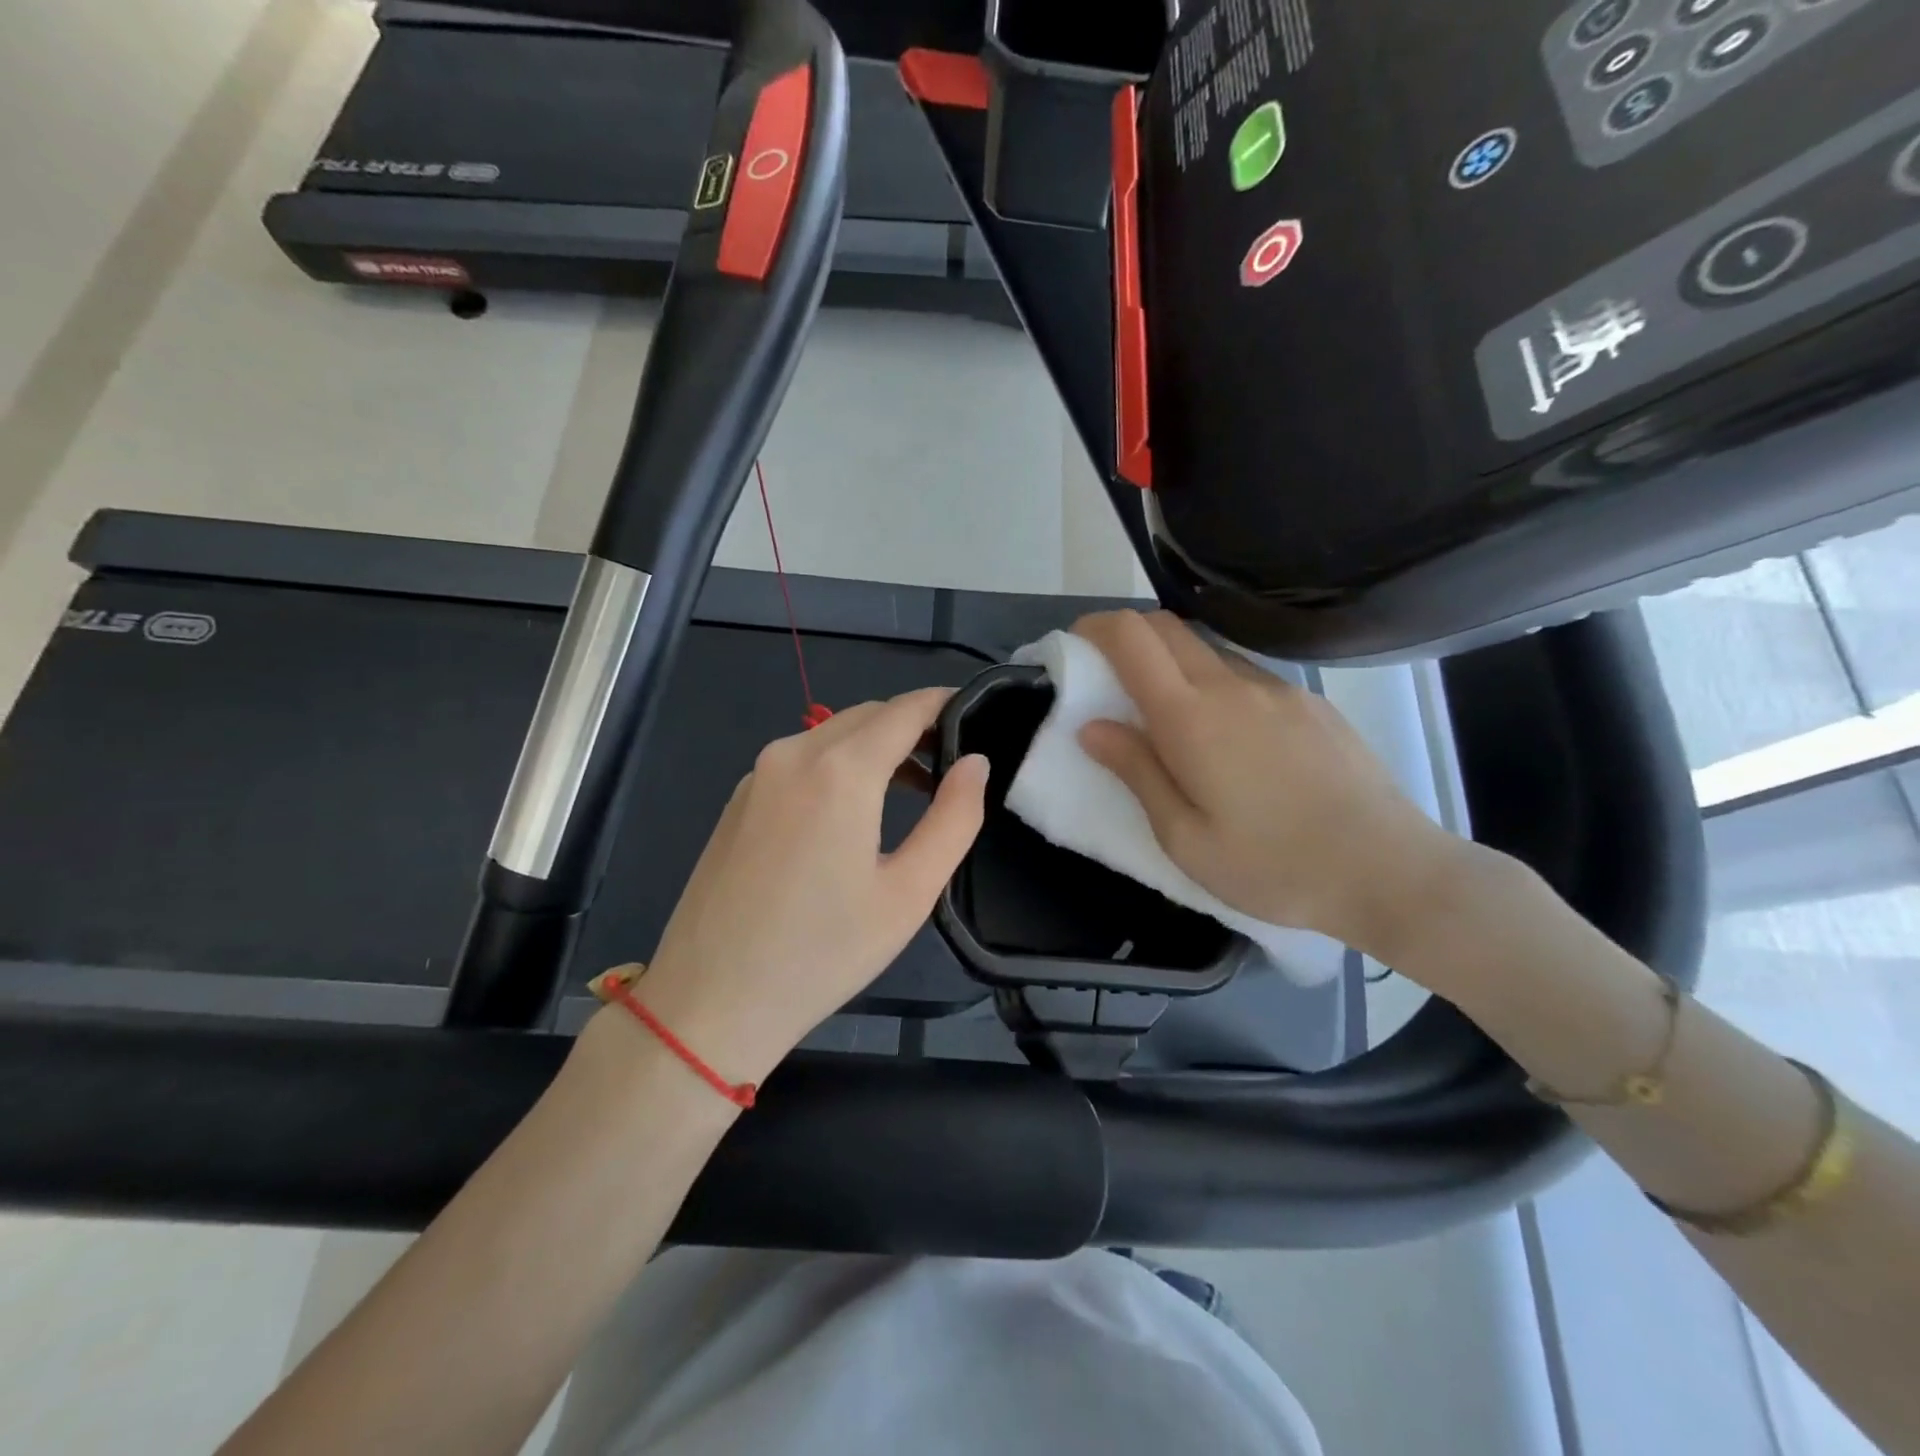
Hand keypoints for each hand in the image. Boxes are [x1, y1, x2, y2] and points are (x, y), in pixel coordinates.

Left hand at [622, 688, 989, 1082]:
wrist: (710, 1001)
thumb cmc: (823, 952)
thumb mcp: (909, 893)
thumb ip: (954, 818)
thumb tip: (975, 763)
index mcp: (840, 769)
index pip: (906, 709)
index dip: (945, 703)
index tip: (979, 714)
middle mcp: (794, 753)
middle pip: (868, 715)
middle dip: (914, 726)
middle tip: (954, 761)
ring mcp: (758, 774)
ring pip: (832, 735)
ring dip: (877, 746)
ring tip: (916, 787)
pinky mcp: (739, 799)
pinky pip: (802, 760)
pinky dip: (840, 764)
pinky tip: (854, 810)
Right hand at [1072, 610, 1468, 961]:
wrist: (1387, 870)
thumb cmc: (1272, 866)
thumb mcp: (1184, 838)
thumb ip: (1136, 772)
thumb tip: (1092, 726)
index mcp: (1191, 718)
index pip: (1131, 637)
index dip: (1095, 627)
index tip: (1076, 645)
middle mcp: (1232, 686)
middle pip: (1167, 626)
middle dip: (1127, 635)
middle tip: (1110, 677)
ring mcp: (1278, 690)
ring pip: (1208, 649)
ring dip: (1172, 661)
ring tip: (1168, 716)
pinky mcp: (1310, 703)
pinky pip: (1246, 676)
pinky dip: (1215, 683)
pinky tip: (1229, 738)